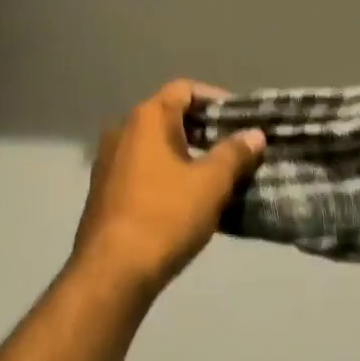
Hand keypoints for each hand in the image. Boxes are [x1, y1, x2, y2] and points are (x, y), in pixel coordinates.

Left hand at [69, 80, 266, 299]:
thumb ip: (234, 153)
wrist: (112, 270)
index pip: (184, 89)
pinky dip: (168, 173)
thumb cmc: (166, 216)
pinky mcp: (105, 190)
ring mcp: (109, 161)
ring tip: (219, 175)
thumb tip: (254, 134)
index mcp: (146, 118)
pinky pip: (143, 169)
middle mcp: (122, 130)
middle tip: (237, 149)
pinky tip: (190, 198)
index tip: (241, 119)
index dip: (216, 99)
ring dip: (187, 154)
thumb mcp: (211, 183)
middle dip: (205, 129)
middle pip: (169, 116)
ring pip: (156, 145)